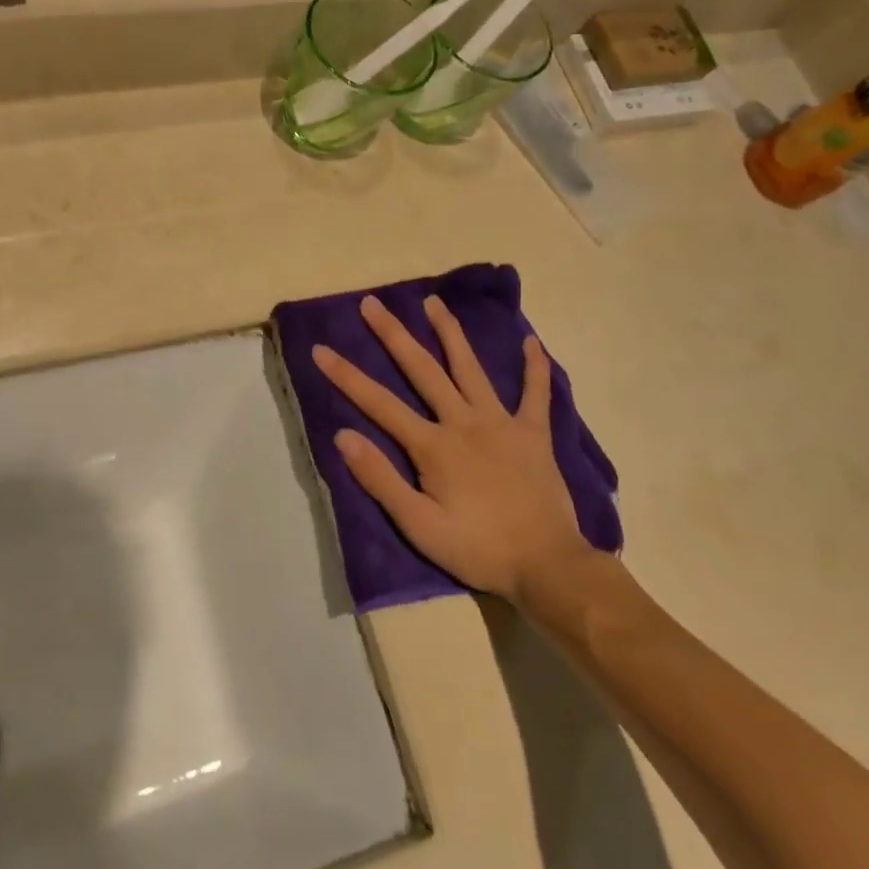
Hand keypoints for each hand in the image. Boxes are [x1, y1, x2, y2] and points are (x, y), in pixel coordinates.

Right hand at [312, 294, 590, 602]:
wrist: (547, 566)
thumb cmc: (477, 549)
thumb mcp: (419, 525)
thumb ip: (380, 478)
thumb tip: (343, 436)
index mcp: (433, 445)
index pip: (379, 403)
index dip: (346, 376)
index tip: (321, 350)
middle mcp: (464, 422)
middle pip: (422, 370)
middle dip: (393, 335)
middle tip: (372, 303)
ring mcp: (502, 423)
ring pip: (471, 369)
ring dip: (450, 333)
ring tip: (433, 302)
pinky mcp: (534, 434)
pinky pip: (536, 394)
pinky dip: (535, 367)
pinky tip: (531, 342)